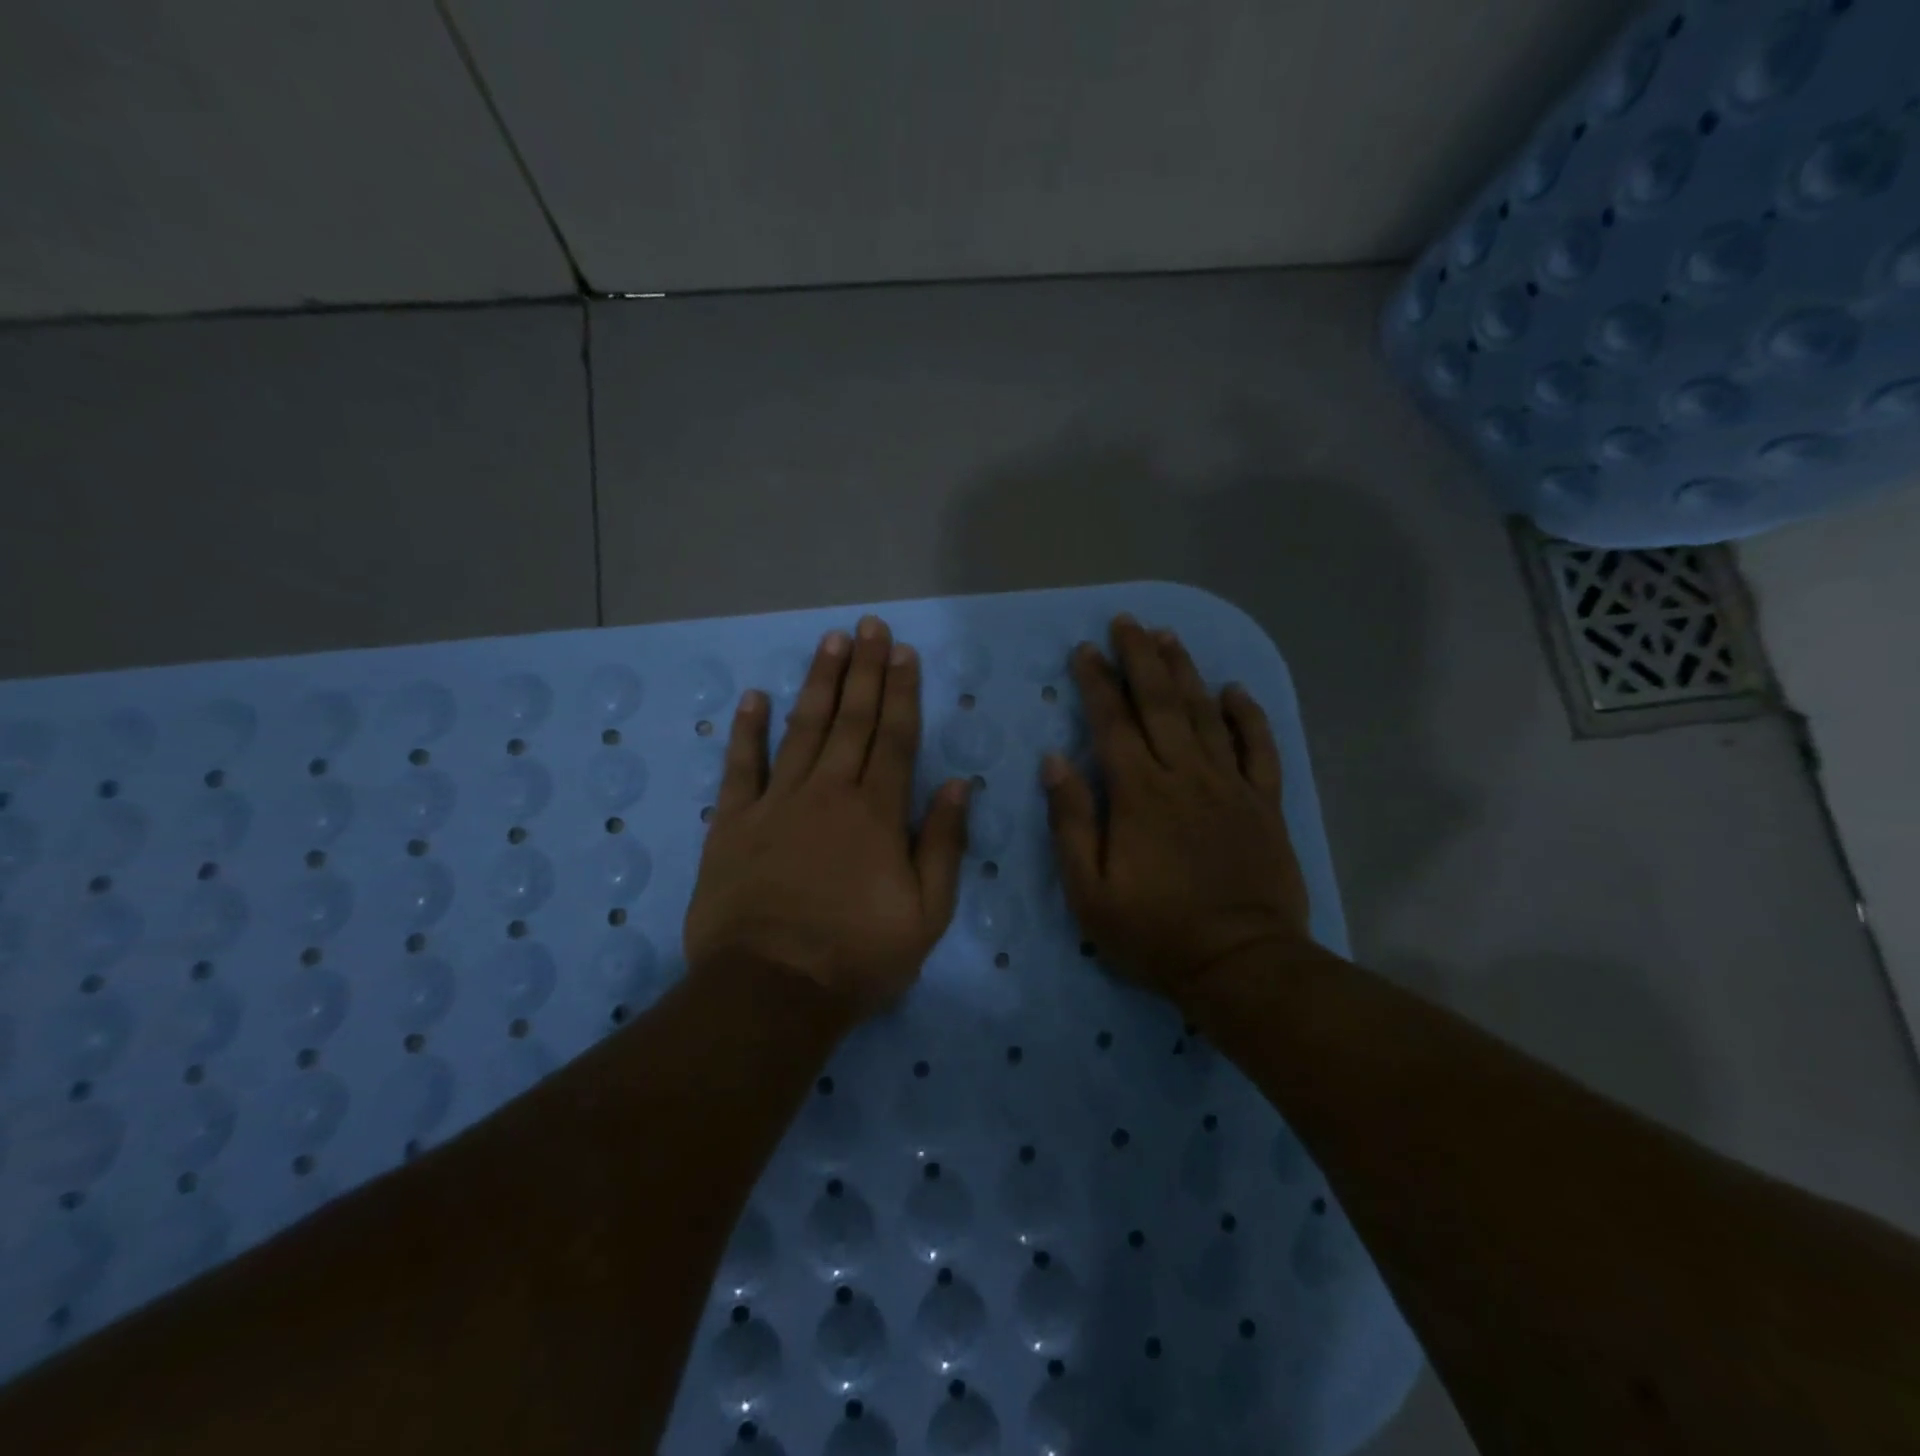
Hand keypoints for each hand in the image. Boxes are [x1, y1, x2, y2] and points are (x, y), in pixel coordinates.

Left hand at [683, 615, 969, 1016]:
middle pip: (851, 720)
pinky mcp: (733, 823)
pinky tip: (753, 696)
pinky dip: (747, 731)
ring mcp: (777, 803)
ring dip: (818, 683)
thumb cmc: (858, 956)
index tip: (903, 652)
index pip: (895, 737)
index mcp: (877, 813)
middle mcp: (829, 793)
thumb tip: (958, 785)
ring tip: (829, 642)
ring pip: (802, 729)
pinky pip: (741, 767)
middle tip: (869, 626)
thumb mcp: (927, 914)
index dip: (902, 691)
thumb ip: (943, 844)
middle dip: (864, 670)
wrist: (772, 990)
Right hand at [1043, 615, 1310, 1001]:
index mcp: (1138, 794)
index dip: (1096, 683)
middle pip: (1160, 703)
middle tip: (1127, 622)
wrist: (1240, 964)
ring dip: (1185, 672)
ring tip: (1168, 637)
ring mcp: (1230, 786)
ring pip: (1206, 714)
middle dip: (1140, 658)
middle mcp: (1184, 775)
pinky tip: (1235, 690)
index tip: (1084, 651)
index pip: (1112, 723)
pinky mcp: (1264, 803)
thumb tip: (1056, 761)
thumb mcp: (1089, 890)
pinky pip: (1259, 748)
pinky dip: (1248, 716)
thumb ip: (1071, 822)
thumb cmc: (1154, 932)